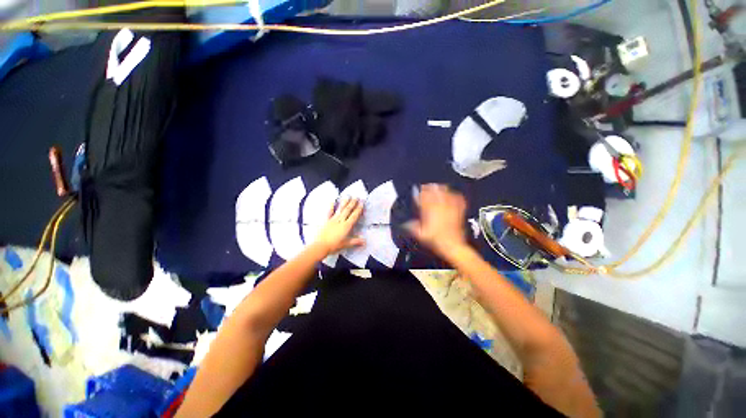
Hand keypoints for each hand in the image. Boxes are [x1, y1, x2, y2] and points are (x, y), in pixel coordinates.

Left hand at [314, 198, 364, 254]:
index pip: (354, 216)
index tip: (361, 203)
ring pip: (340, 209)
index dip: (358, 209)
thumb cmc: (334, 246)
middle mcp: (340, 221)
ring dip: (344, 202)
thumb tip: (364, 241)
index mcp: (346, 226)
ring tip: (347, 196)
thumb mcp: (346, 244)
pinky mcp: (326, 220)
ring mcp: (333, 219)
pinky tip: (332, 201)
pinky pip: (329, 212)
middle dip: (353, 203)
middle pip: (348, 210)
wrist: (320, 246)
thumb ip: (355, 241)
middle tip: (356, 197)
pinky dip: (331, 206)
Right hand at [406, 184, 467, 254]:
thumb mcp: (420, 234)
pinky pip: (458, 199)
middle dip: (430, 188)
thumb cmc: (436, 240)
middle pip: (435, 192)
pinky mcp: (459, 211)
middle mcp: (440, 207)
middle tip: (426, 187)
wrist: (452, 246)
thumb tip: (405, 224)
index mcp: (430, 211)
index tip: (418, 191)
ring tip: (438, 187)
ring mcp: (451, 208)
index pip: (424, 197)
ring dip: (441, 189)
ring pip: (446, 193)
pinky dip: (455, 195)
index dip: (420, 193)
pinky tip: (453, 194)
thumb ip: (412, 227)